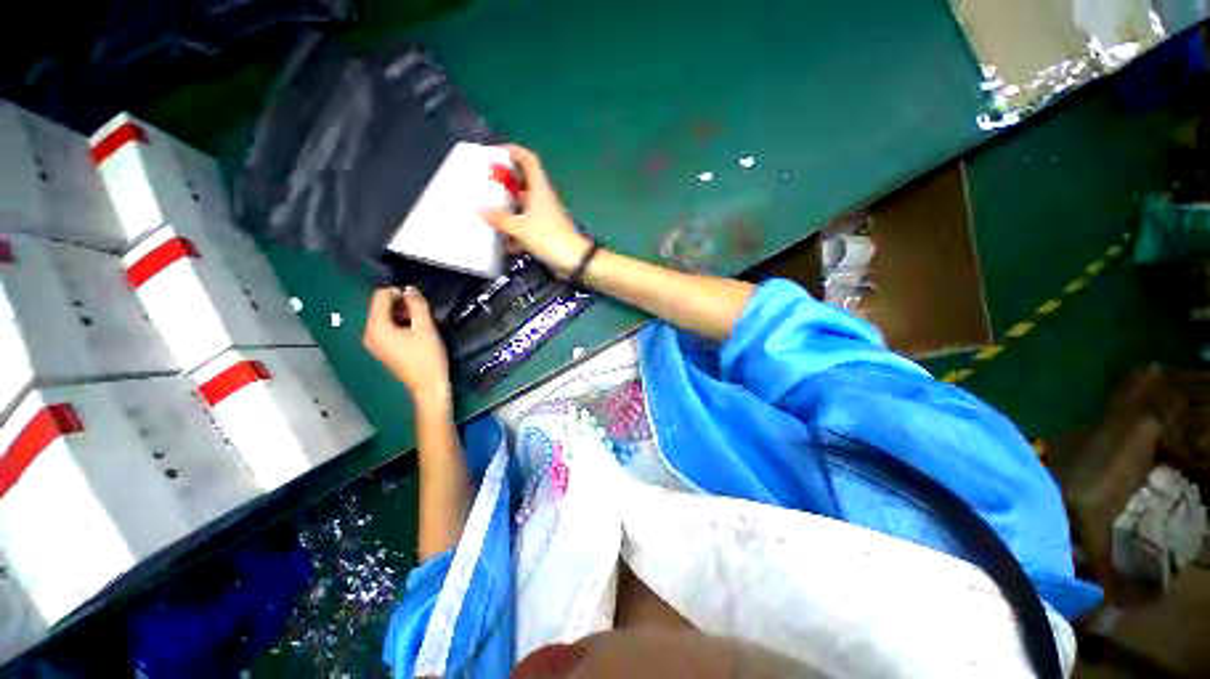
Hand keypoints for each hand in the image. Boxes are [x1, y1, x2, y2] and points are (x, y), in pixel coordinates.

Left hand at [363, 286, 450, 404]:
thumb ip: (417, 304)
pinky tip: (414, 332)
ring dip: (401, 314)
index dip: (399, 292)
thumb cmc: (427, 356)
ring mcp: (373, 343)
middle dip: (400, 304)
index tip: (418, 299)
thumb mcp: (425, 327)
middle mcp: (369, 333)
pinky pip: (385, 329)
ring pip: (384, 318)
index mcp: (376, 327)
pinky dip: (398, 324)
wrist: (428, 385)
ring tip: (420, 321)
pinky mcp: (381, 350)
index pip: (380, 296)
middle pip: (379, 307)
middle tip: (422, 311)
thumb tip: (409, 289)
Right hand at [481, 144, 590, 278]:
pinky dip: (514, 232)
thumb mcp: (520, 228)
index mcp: (539, 189)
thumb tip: (479, 211)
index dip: (513, 151)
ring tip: (486, 211)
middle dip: (504, 183)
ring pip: (523, 207)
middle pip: (522, 183)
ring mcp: (544, 217)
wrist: (573, 261)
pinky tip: (501, 243)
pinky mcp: (545, 233)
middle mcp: (542, 199)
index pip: (528, 160)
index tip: (494, 152)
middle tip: (484, 185)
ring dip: (507, 209)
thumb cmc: (548, 237)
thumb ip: (500, 219)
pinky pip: (526, 228)